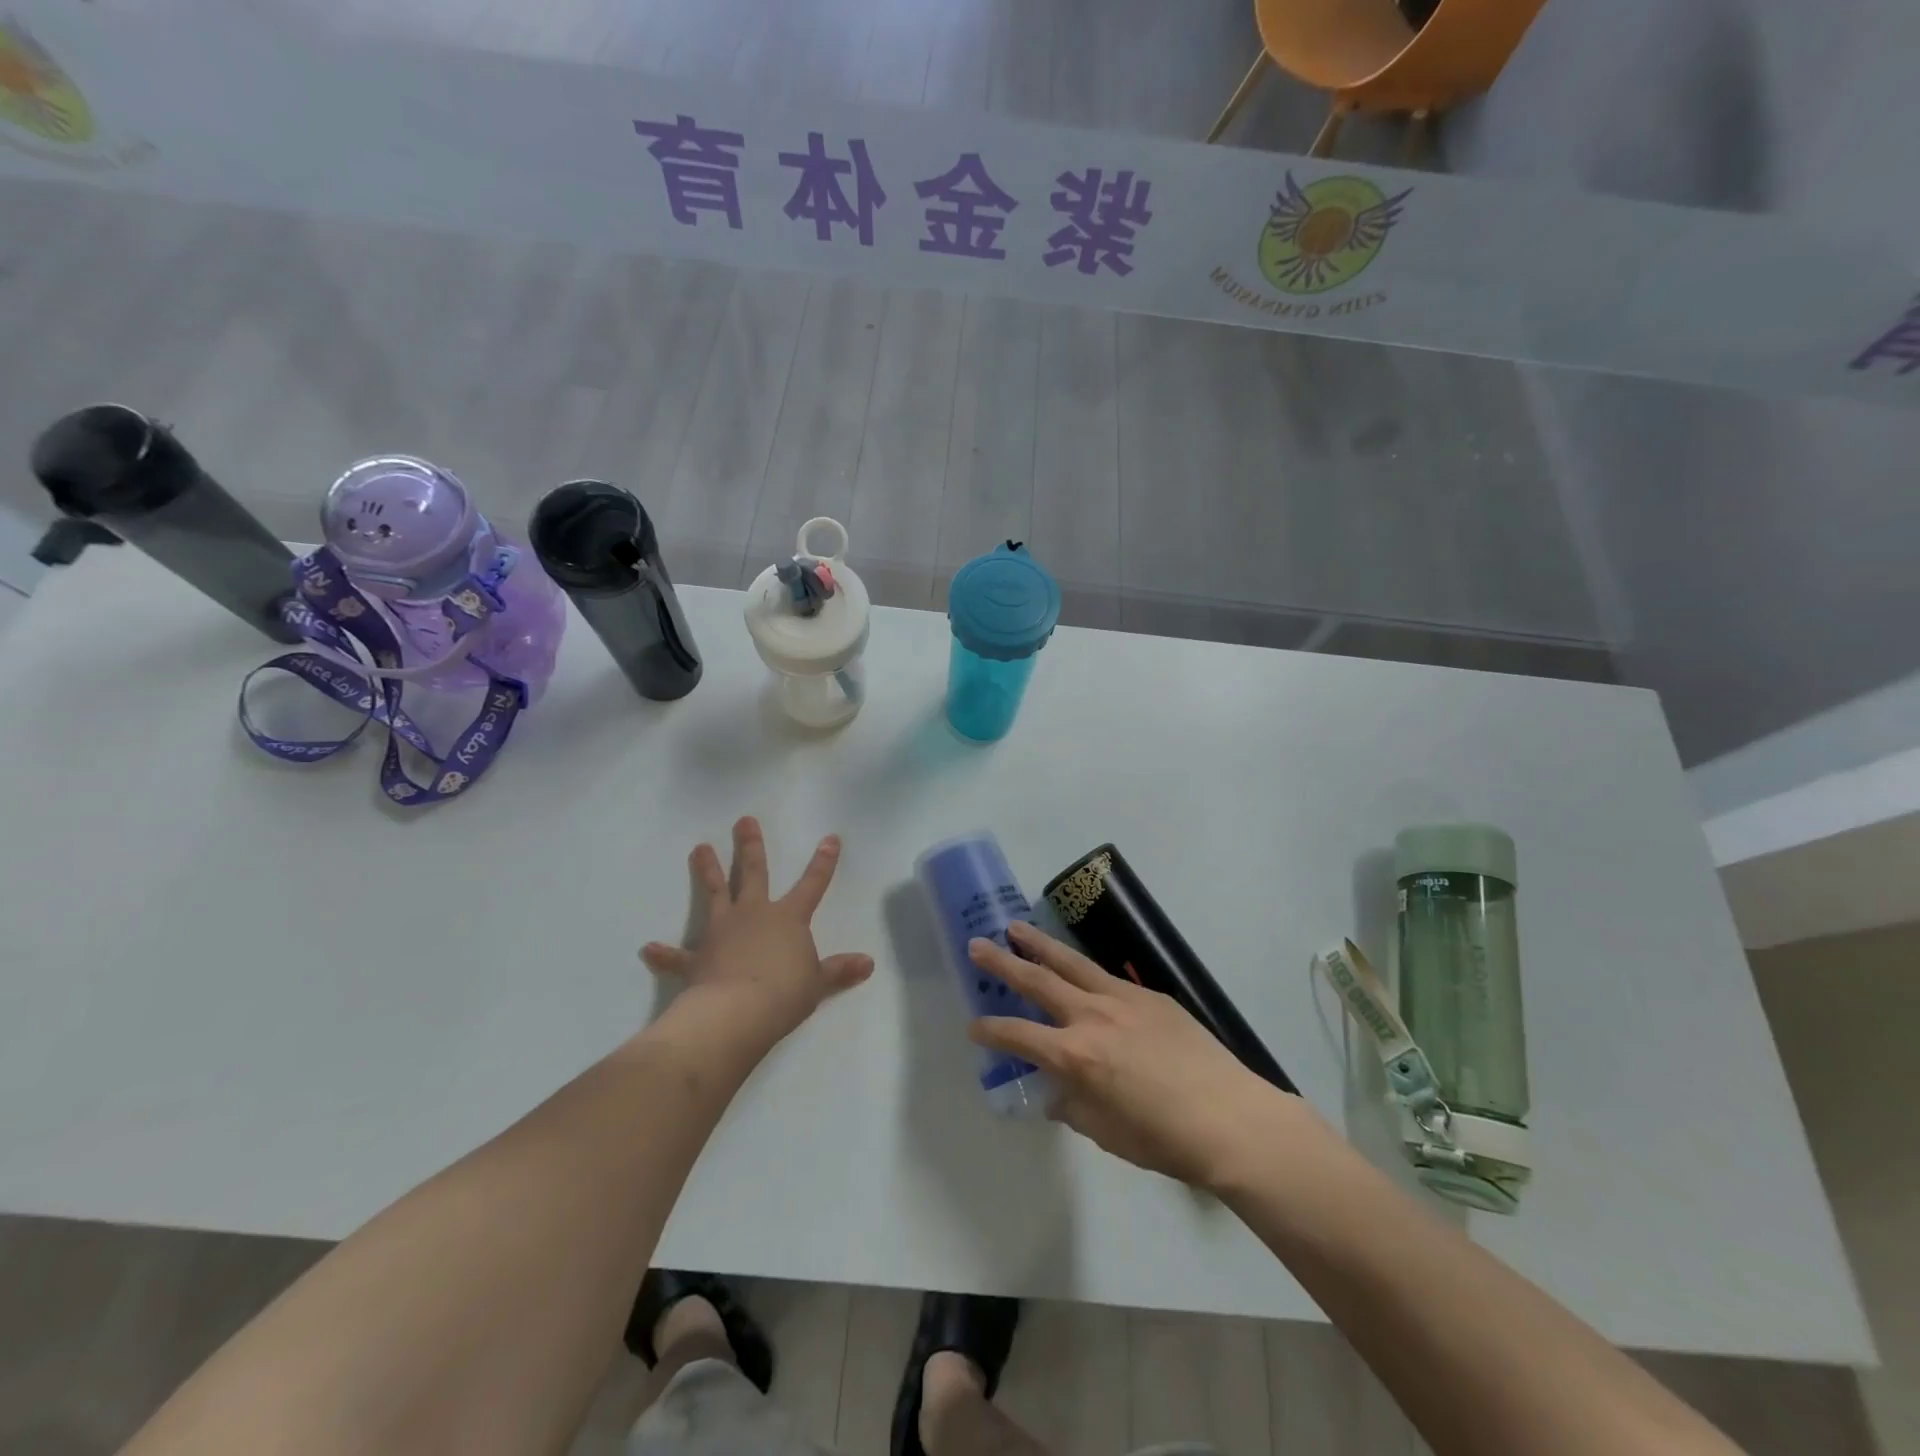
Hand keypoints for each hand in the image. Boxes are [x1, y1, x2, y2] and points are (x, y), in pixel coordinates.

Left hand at [642, 817, 873, 1044]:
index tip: (829, 838)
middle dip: (750, 846)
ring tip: (699, 848)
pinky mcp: (697, 958)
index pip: (812, 884)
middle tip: (743, 821)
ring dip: (707, 871)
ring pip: (715, 894)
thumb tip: (868, 963)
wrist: (737, 1013)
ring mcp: (722, 932)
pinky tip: (648, 949)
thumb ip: (839, 970)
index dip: (823, 862)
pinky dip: (664, 954)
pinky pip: (678, 956)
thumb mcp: (818, 983)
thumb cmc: (784, 993)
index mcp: (788, 918)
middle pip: (753, 873)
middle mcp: (754, 914)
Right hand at [968, 922, 1299, 1191]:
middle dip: (1003, 962)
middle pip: (1037, 981)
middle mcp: (1091, 1016)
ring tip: (1017, 927)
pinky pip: (1106, 976)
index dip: (991, 1030)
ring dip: (1040, 945)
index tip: (973, 1025)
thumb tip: (1057, 1093)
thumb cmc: (1163, 1139)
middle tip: (978, 944)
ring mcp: (1122, 999)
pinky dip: (1083, 969)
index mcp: (1075, 1055)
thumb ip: (1073, 1107)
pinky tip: (1079, 970)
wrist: (1230, 1118)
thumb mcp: (1105, 1133)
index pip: (1018, 1035)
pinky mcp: (1149, 995)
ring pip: (1071, 963)